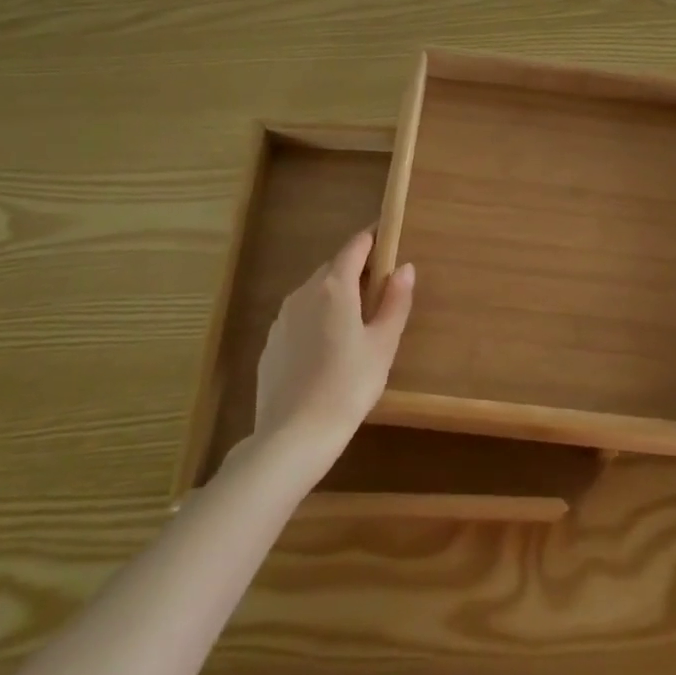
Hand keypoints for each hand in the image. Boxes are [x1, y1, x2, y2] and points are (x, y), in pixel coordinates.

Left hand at [250, 230, 414, 468]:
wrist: (293, 435)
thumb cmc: (348, 385)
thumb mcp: (383, 344)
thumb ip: (395, 301)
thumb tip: (404, 268)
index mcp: (335, 287)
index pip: (355, 246)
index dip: (373, 239)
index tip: (389, 239)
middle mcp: (304, 292)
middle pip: (334, 268)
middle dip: (357, 271)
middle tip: (380, 291)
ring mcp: (282, 317)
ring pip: (314, 293)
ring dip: (336, 296)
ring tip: (356, 324)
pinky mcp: (271, 343)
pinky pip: (299, 318)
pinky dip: (316, 320)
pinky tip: (327, 351)